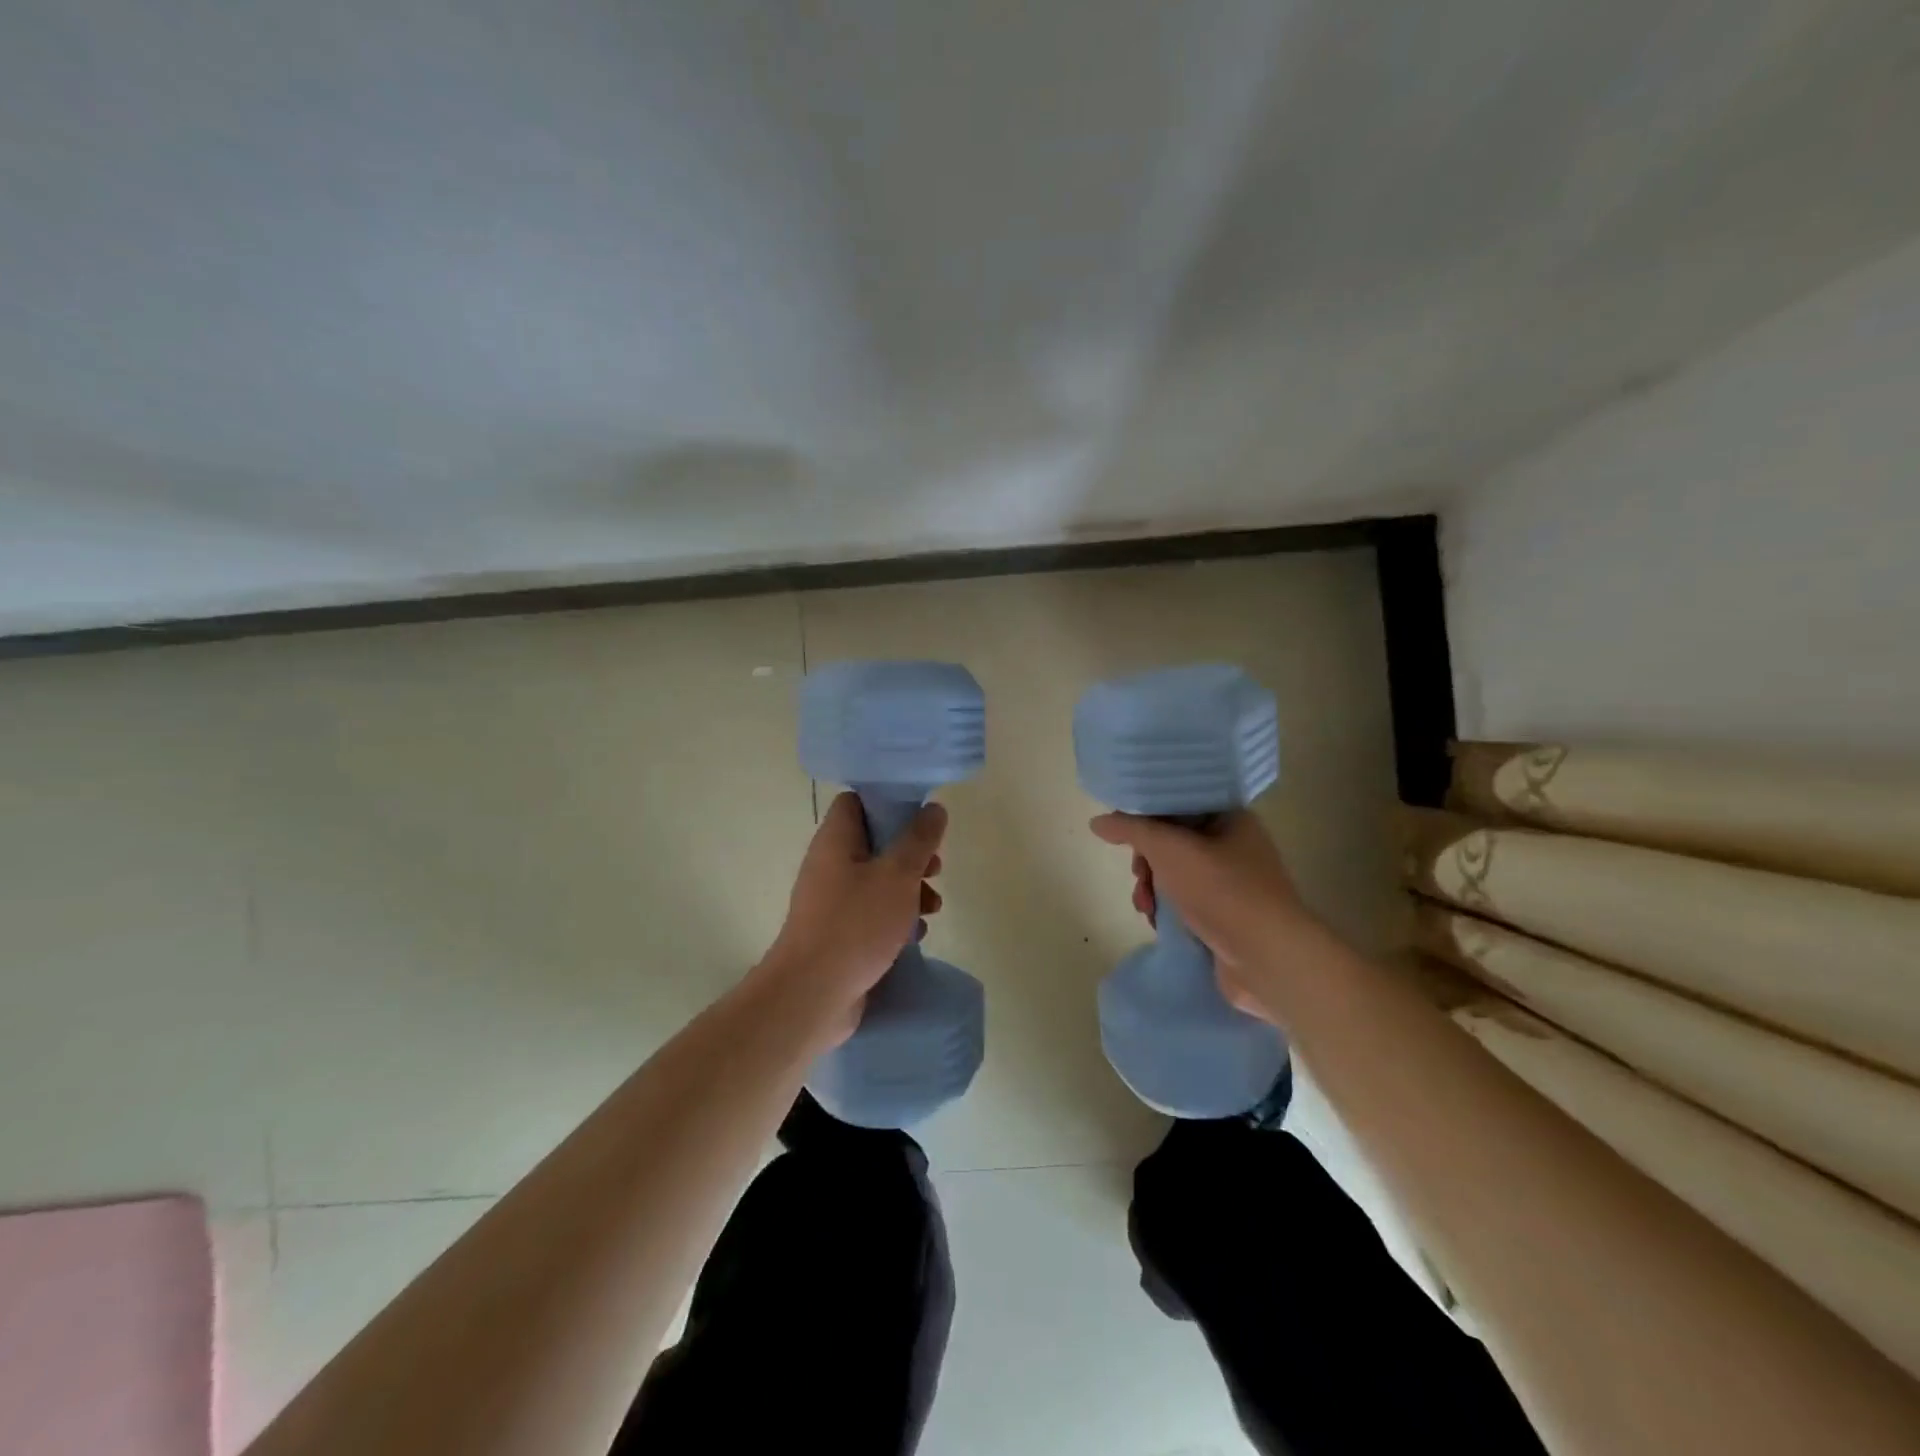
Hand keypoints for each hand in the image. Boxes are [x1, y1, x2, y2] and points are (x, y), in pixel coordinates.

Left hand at [760, 791, 946, 1041]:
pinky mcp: (840, 932)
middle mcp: (830, 865)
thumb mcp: (897, 876)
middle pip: (875, 842)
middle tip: (935, 869)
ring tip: (933, 907)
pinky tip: (917, 936)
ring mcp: (833, 901)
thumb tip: (934, 808)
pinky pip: (873, 913)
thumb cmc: (856, 924)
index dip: (888, 802)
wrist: (812, 994)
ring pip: (878, 880)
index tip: (921, 817)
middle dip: (911, 854)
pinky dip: (897, 919)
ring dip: (910, 890)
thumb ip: (919, 840)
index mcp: (836, 840)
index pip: (857, 802)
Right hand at [1091, 809, 1318, 1020]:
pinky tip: (1157, 922)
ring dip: (1153, 888)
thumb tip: (1098, 821)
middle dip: (1147, 859)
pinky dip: (1167, 910)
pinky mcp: (1227, 916)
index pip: (1180, 803)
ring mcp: (1233, 884)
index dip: (1149, 815)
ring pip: (1176, 874)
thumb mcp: (1168, 849)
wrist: (1267, 959)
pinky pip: (1186, 902)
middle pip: (1174, 841)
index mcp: (1230, 818)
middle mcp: (1235, 846)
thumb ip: (1130, 830)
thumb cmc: (1221, 891)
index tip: (1126, 834)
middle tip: (1138, 875)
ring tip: (1145, 906)